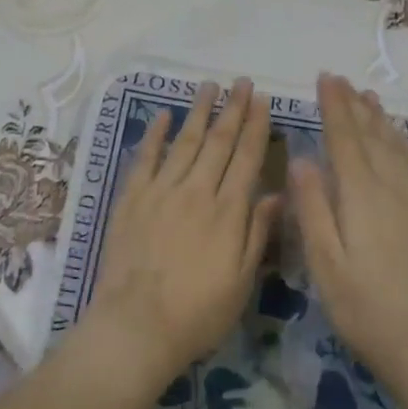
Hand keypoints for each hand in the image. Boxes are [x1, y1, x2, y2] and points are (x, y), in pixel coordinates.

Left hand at [88, 78, 281, 378]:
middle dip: (232, 109)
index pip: (246, 158)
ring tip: (209, 86)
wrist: (137, 326)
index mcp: (228, 212)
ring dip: (198, 112)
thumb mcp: (242, 280)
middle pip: (218, 142)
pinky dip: (156, 135)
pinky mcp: (131, 200)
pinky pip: (145, 158)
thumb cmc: (198, 313)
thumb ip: (258, 233)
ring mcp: (160, 192)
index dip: (255, 127)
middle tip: (241, 82)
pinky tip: (165, 116)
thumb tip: (276, 193)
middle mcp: (196, 192)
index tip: (262, 100)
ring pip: (184, 142)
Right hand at [289, 74, 407, 375]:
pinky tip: (395, 136)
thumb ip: (313, 208)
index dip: (334, 108)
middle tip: (339, 78)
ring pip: (393, 145)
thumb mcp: (325, 262)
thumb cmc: (362, 305)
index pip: (345, 140)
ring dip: (378, 118)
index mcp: (361, 196)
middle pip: (370, 136)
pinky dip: (399, 140)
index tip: (324, 79)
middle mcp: (390, 188)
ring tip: (366, 95)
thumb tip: (301, 159)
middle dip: (353, 105)